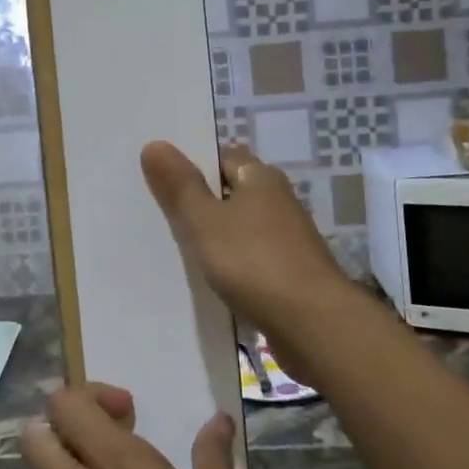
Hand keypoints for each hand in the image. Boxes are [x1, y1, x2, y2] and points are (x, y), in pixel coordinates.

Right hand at [141, 141, 355, 376]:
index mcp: (261, 178)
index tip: (159, 177)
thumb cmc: (255, 262)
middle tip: (157, 213)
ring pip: (240, 229)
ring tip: (173, 248)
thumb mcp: (205, 221)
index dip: (192, 164)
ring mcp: (287, 240)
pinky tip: (207, 281)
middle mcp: (278, 201)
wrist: (314, 326)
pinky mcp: (290, 274)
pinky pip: (250, 260)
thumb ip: (180, 185)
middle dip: (200, 202)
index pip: (222, 157)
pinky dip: (230, 266)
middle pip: (231, 193)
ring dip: (214, 237)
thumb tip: (154, 143)